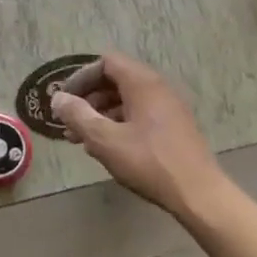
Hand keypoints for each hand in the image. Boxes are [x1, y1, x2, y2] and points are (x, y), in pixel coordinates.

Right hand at [51, 53, 224, 217]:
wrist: (198, 194)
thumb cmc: (149, 162)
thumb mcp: (105, 139)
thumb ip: (78, 115)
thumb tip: (58, 98)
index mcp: (142, 83)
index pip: (106, 63)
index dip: (81, 78)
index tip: (65, 100)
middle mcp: (158, 88)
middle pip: (116, 80)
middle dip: (88, 99)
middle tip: (69, 122)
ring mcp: (168, 108)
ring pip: (127, 100)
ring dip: (101, 114)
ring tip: (82, 139)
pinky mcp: (174, 127)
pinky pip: (140, 114)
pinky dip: (119, 124)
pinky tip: (107, 148)